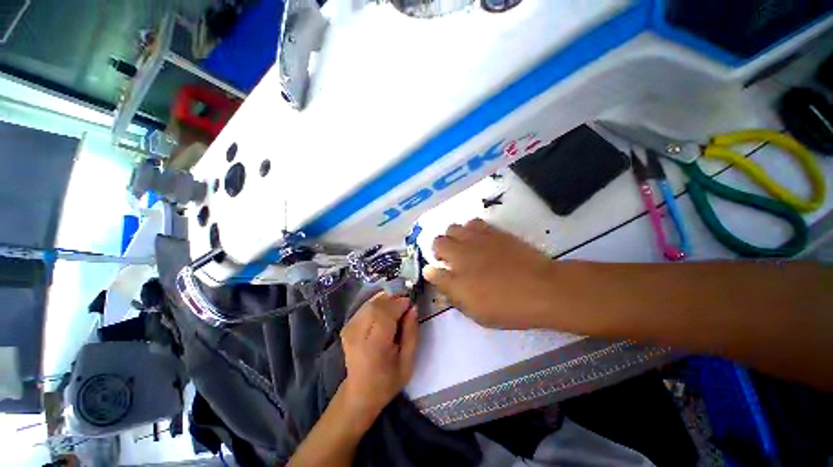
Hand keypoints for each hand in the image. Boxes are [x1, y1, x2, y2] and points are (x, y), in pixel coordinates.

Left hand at [340, 292, 418, 418]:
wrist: (360, 392)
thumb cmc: (387, 380)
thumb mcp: (408, 362)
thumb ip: (411, 333)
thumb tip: (413, 307)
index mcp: (373, 346)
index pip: (385, 314)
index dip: (400, 304)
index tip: (411, 305)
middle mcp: (357, 334)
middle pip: (377, 305)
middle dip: (394, 300)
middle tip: (405, 307)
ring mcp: (349, 328)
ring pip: (371, 303)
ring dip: (386, 301)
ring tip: (396, 310)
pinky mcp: (347, 325)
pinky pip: (366, 306)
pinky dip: (378, 304)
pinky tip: (385, 312)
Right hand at [423, 219, 558, 329]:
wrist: (541, 288)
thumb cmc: (504, 305)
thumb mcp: (472, 308)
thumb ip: (447, 288)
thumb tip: (429, 271)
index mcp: (455, 268)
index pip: (432, 263)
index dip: (434, 265)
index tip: (442, 272)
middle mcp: (462, 249)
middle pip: (440, 239)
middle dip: (440, 249)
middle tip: (452, 261)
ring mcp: (478, 238)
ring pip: (455, 227)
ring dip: (454, 237)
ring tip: (465, 248)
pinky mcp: (495, 232)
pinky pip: (475, 222)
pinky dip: (471, 229)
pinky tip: (479, 240)